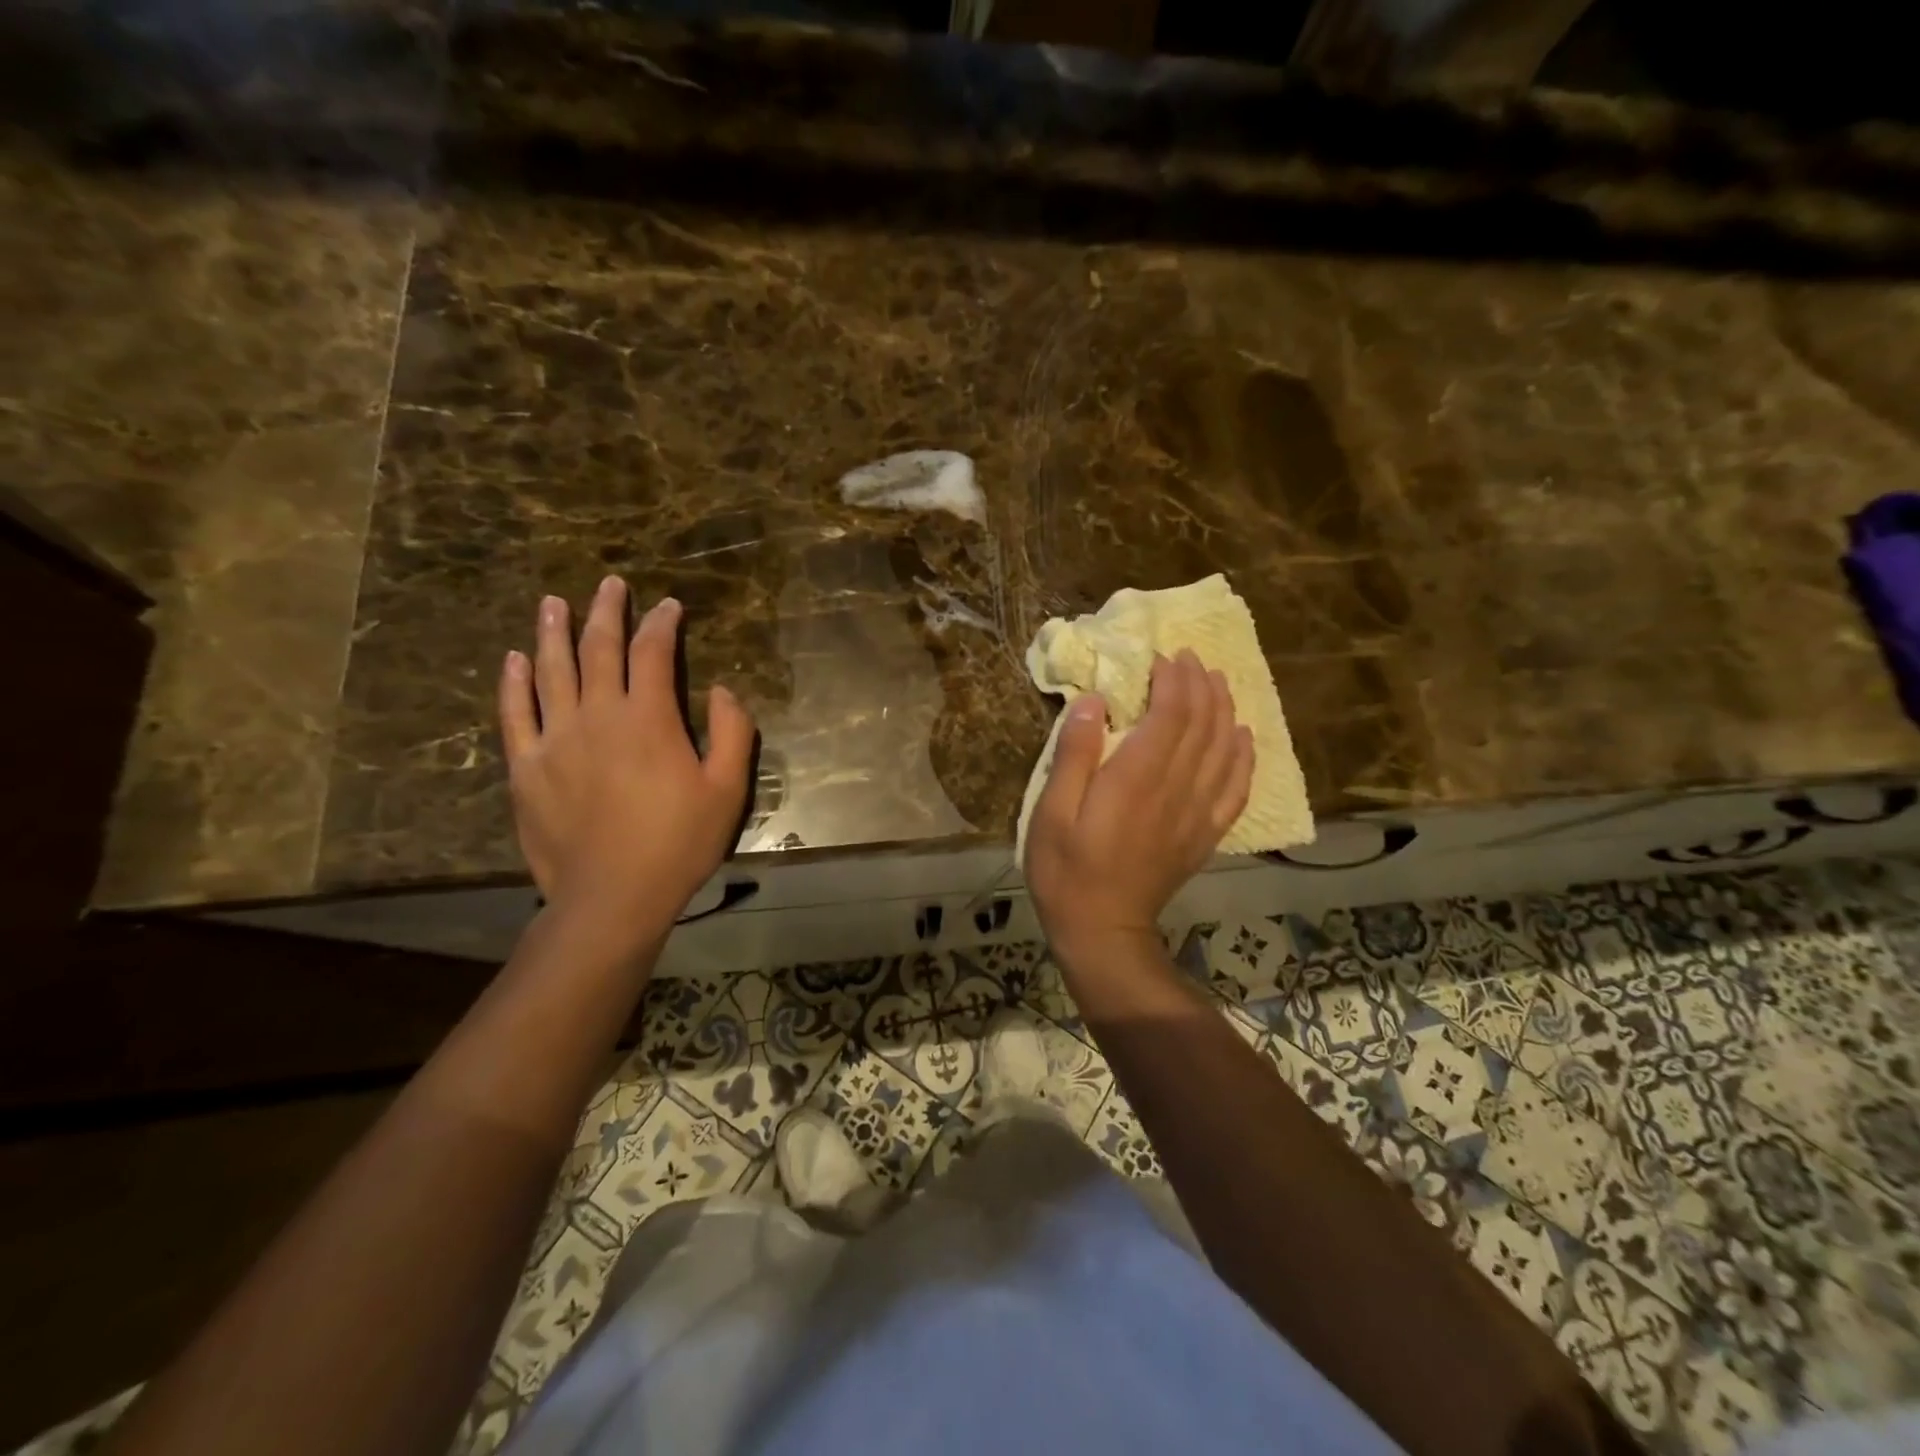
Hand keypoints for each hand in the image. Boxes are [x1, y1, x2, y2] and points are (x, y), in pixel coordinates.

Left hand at [498, 577, 755, 953]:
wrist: (612, 897)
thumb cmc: (679, 843)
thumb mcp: (728, 790)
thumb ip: (734, 733)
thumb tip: (723, 690)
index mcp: (649, 719)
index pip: (653, 653)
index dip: (662, 624)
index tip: (669, 606)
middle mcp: (598, 715)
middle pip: (599, 649)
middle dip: (607, 612)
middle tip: (610, 584)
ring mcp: (555, 739)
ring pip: (551, 671)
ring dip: (553, 632)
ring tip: (553, 603)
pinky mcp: (526, 767)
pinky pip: (515, 713)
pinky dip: (514, 682)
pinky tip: (514, 660)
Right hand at [1024, 649, 1253, 969]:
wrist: (1102, 931)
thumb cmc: (1066, 870)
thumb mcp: (1051, 813)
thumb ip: (1073, 755)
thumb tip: (1091, 701)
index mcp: (1136, 778)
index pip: (1171, 713)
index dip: (1173, 679)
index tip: (1164, 655)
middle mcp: (1176, 788)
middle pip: (1203, 724)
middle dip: (1200, 684)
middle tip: (1191, 658)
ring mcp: (1196, 812)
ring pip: (1225, 748)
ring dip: (1225, 709)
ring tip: (1218, 683)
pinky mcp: (1205, 834)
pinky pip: (1237, 787)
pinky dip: (1244, 756)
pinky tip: (1243, 737)